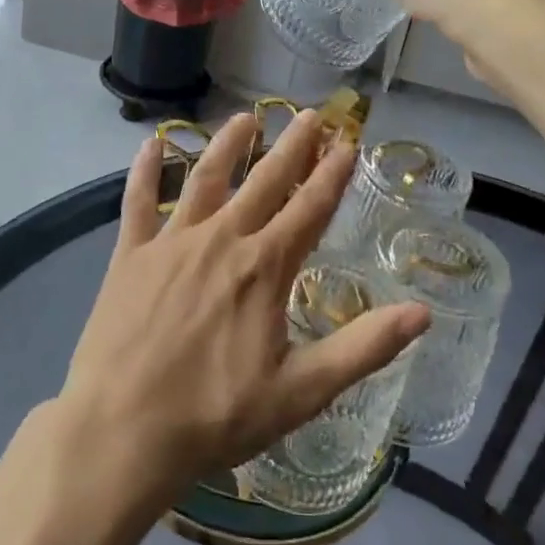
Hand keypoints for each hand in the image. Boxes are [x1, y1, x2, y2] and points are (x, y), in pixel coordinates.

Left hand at [58, 111, 430, 501]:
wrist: (122, 431)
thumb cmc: (216, 415)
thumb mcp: (301, 392)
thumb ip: (362, 348)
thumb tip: (422, 312)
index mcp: (264, 268)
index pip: (310, 208)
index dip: (332, 173)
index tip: (348, 141)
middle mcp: (222, 239)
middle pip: (265, 181)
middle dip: (291, 146)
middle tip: (309, 114)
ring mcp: (172, 242)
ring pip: (205, 178)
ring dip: (228, 145)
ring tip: (245, 117)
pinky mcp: (130, 253)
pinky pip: (138, 200)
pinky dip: (144, 169)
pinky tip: (150, 142)